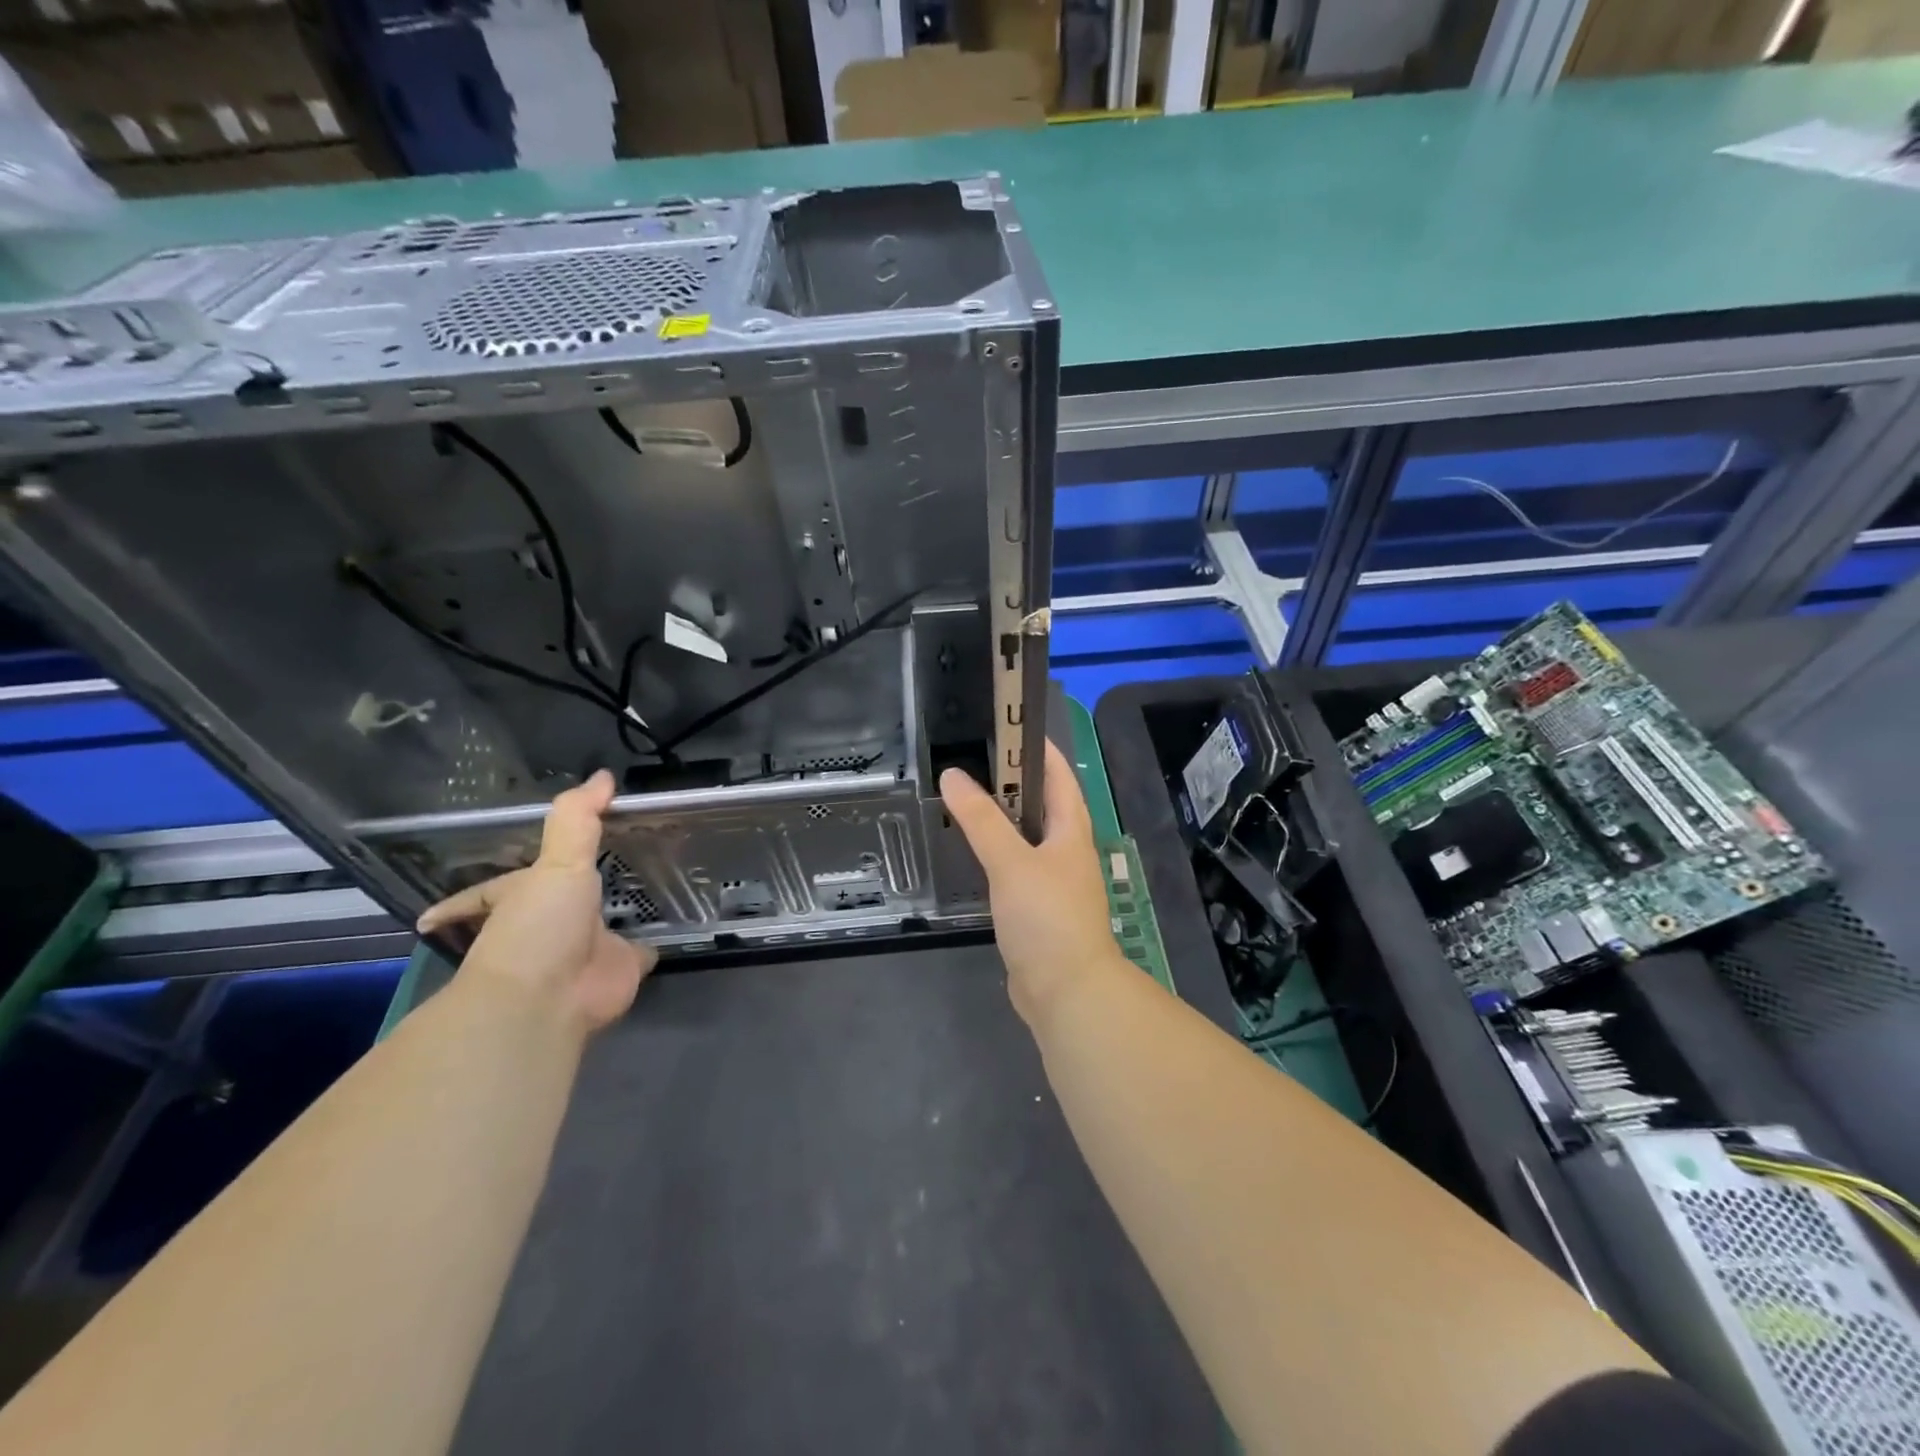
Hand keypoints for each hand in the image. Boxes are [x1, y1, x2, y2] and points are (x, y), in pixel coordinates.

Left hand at [417, 770, 655, 1035]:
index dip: (486, 887)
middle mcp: (548, 927)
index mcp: (518, 902)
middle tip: (598, 871)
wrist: (549, 1000)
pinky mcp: (619, 969)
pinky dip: (649, 944)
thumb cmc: (538, 928)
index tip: (489, 875)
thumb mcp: (556, 863)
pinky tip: (668, 927)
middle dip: (567, 897)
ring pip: (599, 929)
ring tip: (640, 891)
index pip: (491, 891)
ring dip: (613, 918)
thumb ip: (577, 819)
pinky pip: (637, 953)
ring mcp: (585, 950)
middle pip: (554, 907)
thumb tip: (602, 775)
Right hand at [940, 740, 1126, 1027]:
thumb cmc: (1047, 917)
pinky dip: (994, 852)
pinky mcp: (1035, 907)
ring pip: (1024, 836)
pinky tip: (969, 852)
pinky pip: (1013, 866)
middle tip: (969, 761)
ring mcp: (1052, 880)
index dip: (1035, 748)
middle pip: (1039, 803)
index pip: (1057, 775)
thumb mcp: (1012, 862)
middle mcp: (1065, 849)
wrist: (1066, 992)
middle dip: (1009, 782)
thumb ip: (982, 820)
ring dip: (999, 818)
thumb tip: (954, 774)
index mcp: (1070, 830)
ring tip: (962, 799)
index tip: (1004, 726)